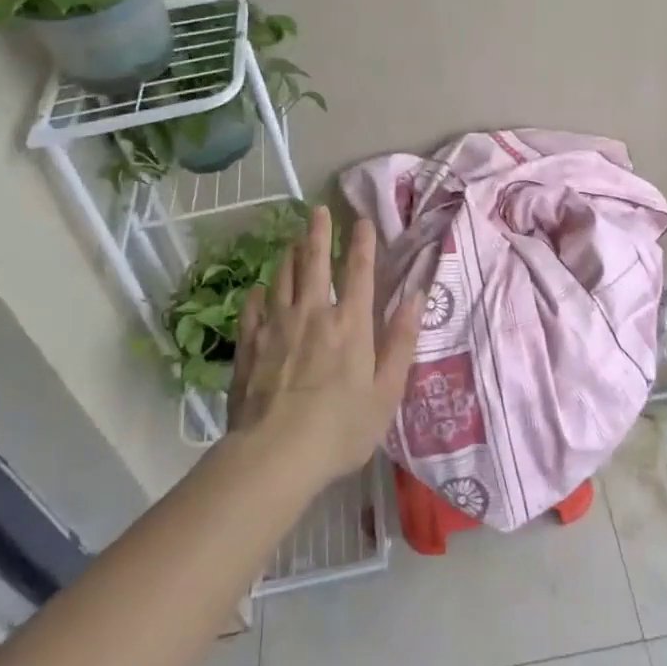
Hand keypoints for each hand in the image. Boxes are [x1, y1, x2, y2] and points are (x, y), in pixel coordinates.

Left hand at [228, 207, 420, 482]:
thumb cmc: (341, 428)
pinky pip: (253, 309)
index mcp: (351, 323)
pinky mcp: (249, 345)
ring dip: (289, 256)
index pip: (360, 270)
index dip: (362, 242)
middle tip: (317, 210)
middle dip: (318, 233)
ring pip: (282, 278)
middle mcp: (313, 313)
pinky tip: (258, 289)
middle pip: (315, 262)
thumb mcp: (386, 391)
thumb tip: (417, 296)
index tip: (362, 220)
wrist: (275, 455)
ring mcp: (277, 326)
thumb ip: (402, 341)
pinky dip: (258, 295)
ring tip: (291, 242)